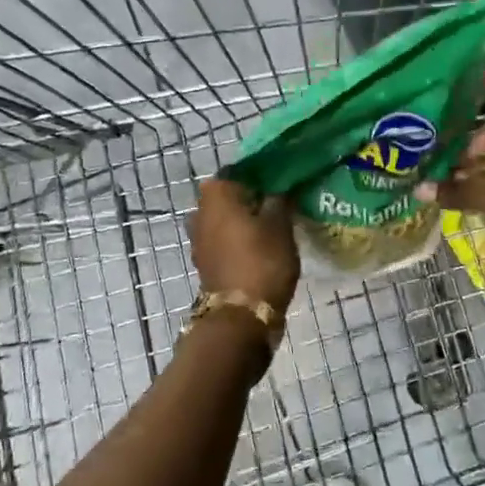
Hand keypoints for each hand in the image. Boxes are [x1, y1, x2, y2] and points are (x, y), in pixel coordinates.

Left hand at [188, 177, 298, 311]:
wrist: (241, 316)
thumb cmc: (262, 260)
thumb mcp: (281, 225)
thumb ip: (280, 198)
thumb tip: (280, 186)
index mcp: (216, 192)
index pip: (241, 169)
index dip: (264, 173)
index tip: (285, 180)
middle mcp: (200, 209)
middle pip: (232, 194)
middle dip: (254, 197)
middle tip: (283, 202)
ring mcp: (199, 237)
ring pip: (227, 218)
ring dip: (247, 220)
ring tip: (276, 225)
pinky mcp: (205, 260)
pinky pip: (225, 240)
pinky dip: (241, 240)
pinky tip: (263, 246)